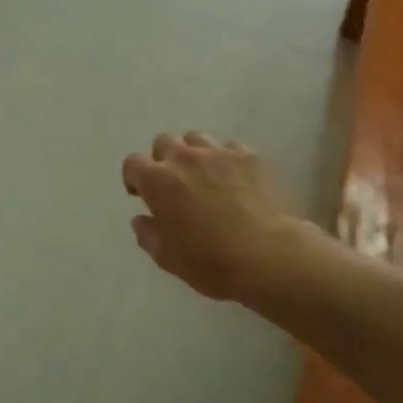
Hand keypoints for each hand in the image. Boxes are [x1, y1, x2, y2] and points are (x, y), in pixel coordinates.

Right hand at [122, 131, 300, 302]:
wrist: (270, 257)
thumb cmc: (211, 262)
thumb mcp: (167, 258)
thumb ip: (148, 234)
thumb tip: (141, 219)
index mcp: (157, 181)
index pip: (132, 163)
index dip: (134, 177)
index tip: (141, 194)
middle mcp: (183, 158)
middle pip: (163, 142)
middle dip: (163, 159)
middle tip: (174, 184)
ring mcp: (218, 153)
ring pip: (196, 139)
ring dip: (193, 154)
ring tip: (204, 177)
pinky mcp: (248, 156)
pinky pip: (230, 147)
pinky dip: (227, 159)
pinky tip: (236, 179)